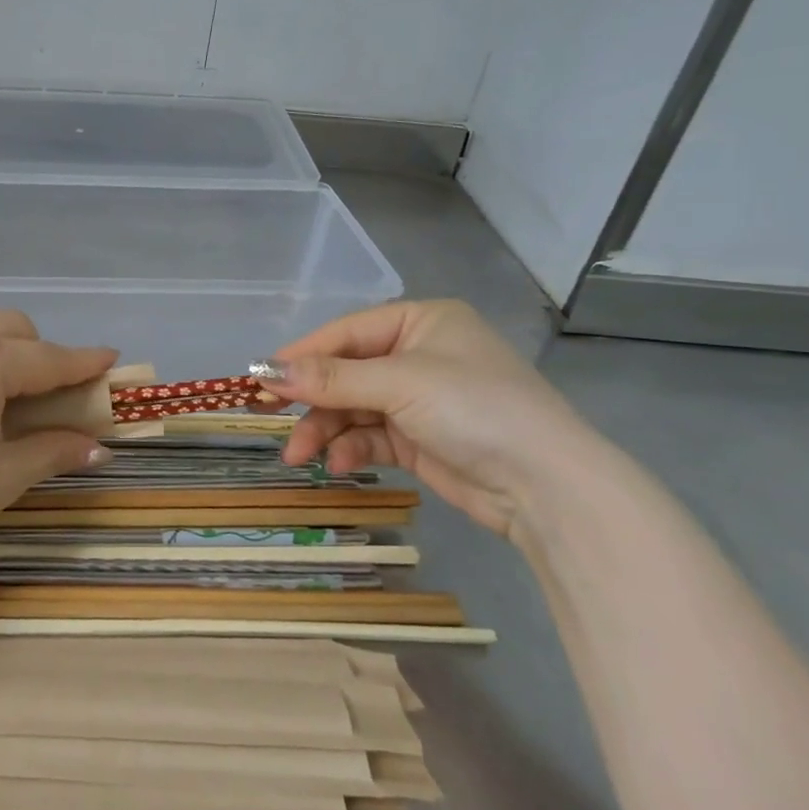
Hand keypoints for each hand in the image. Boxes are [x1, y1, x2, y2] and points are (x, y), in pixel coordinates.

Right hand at [253, 299, 609, 538]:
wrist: (548, 487)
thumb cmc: (475, 409)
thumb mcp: (400, 384)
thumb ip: (331, 378)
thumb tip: (266, 370)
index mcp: (420, 322)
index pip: (346, 332)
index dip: (302, 355)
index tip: (260, 376)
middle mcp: (418, 354)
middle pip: (345, 372)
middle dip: (312, 400)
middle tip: (269, 418)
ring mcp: (418, 399)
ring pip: (352, 408)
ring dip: (324, 430)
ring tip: (301, 456)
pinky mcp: (419, 439)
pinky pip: (370, 436)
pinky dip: (350, 449)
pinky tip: (338, 465)